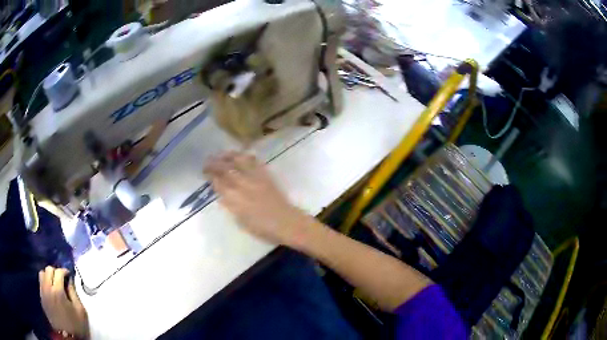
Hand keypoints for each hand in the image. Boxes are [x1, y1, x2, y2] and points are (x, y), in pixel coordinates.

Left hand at [39, 267, 89, 338]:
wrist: (68, 339)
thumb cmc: (76, 326)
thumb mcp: (80, 311)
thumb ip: (74, 293)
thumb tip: (69, 281)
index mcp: (58, 291)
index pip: (58, 272)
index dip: (64, 271)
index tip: (68, 275)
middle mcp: (48, 288)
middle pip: (48, 269)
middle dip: (55, 271)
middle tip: (61, 278)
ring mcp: (43, 293)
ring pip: (41, 274)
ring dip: (48, 275)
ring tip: (54, 283)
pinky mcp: (41, 298)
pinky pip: (40, 283)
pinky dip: (45, 282)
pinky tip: (51, 290)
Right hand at [204, 151, 312, 245]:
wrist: (286, 223)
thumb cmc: (262, 228)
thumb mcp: (240, 221)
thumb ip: (230, 206)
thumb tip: (223, 195)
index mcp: (234, 198)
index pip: (218, 182)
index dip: (210, 175)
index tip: (205, 172)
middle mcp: (242, 184)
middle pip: (225, 169)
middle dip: (214, 163)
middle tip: (208, 161)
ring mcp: (255, 177)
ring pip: (238, 161)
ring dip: (228, 156)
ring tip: (222, 154)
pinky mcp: (266, 175)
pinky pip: (253, 162)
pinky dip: (245, 156)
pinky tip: (240, 155)